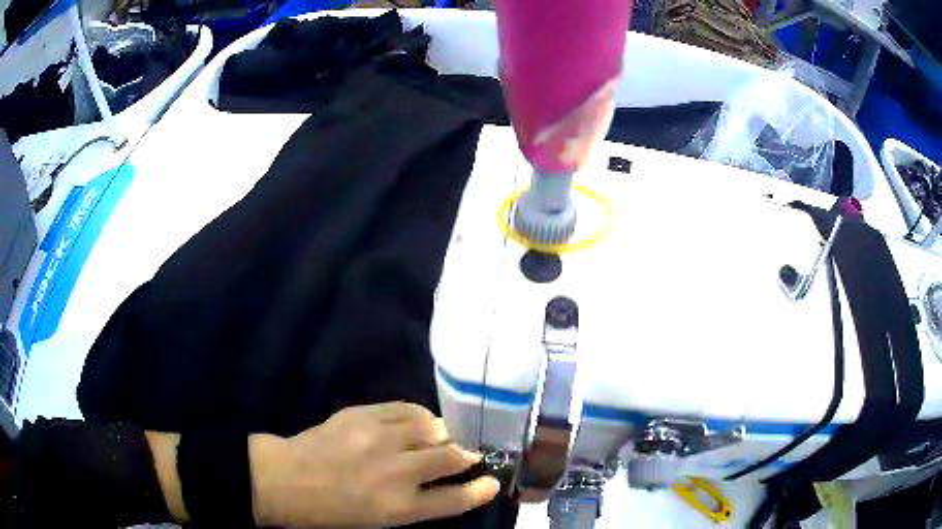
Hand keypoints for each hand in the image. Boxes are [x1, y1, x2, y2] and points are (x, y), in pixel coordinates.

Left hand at [249, 402, 500, 526]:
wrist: (290, 479)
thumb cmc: (337, 509)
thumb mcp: (382, 518)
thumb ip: (419, 500)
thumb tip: (449, 480)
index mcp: (400, 507)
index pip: (455, 499)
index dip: (479, 490)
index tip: (493, 482)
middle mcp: (396, 472)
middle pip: (452, 457)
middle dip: (468, 455)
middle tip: (470, 454)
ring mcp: (379, 439)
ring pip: (433, 427)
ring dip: (444, 432)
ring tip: (441, 436)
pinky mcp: (363, 414)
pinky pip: (406, 408)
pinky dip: (419, 416)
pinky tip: (418, 421)